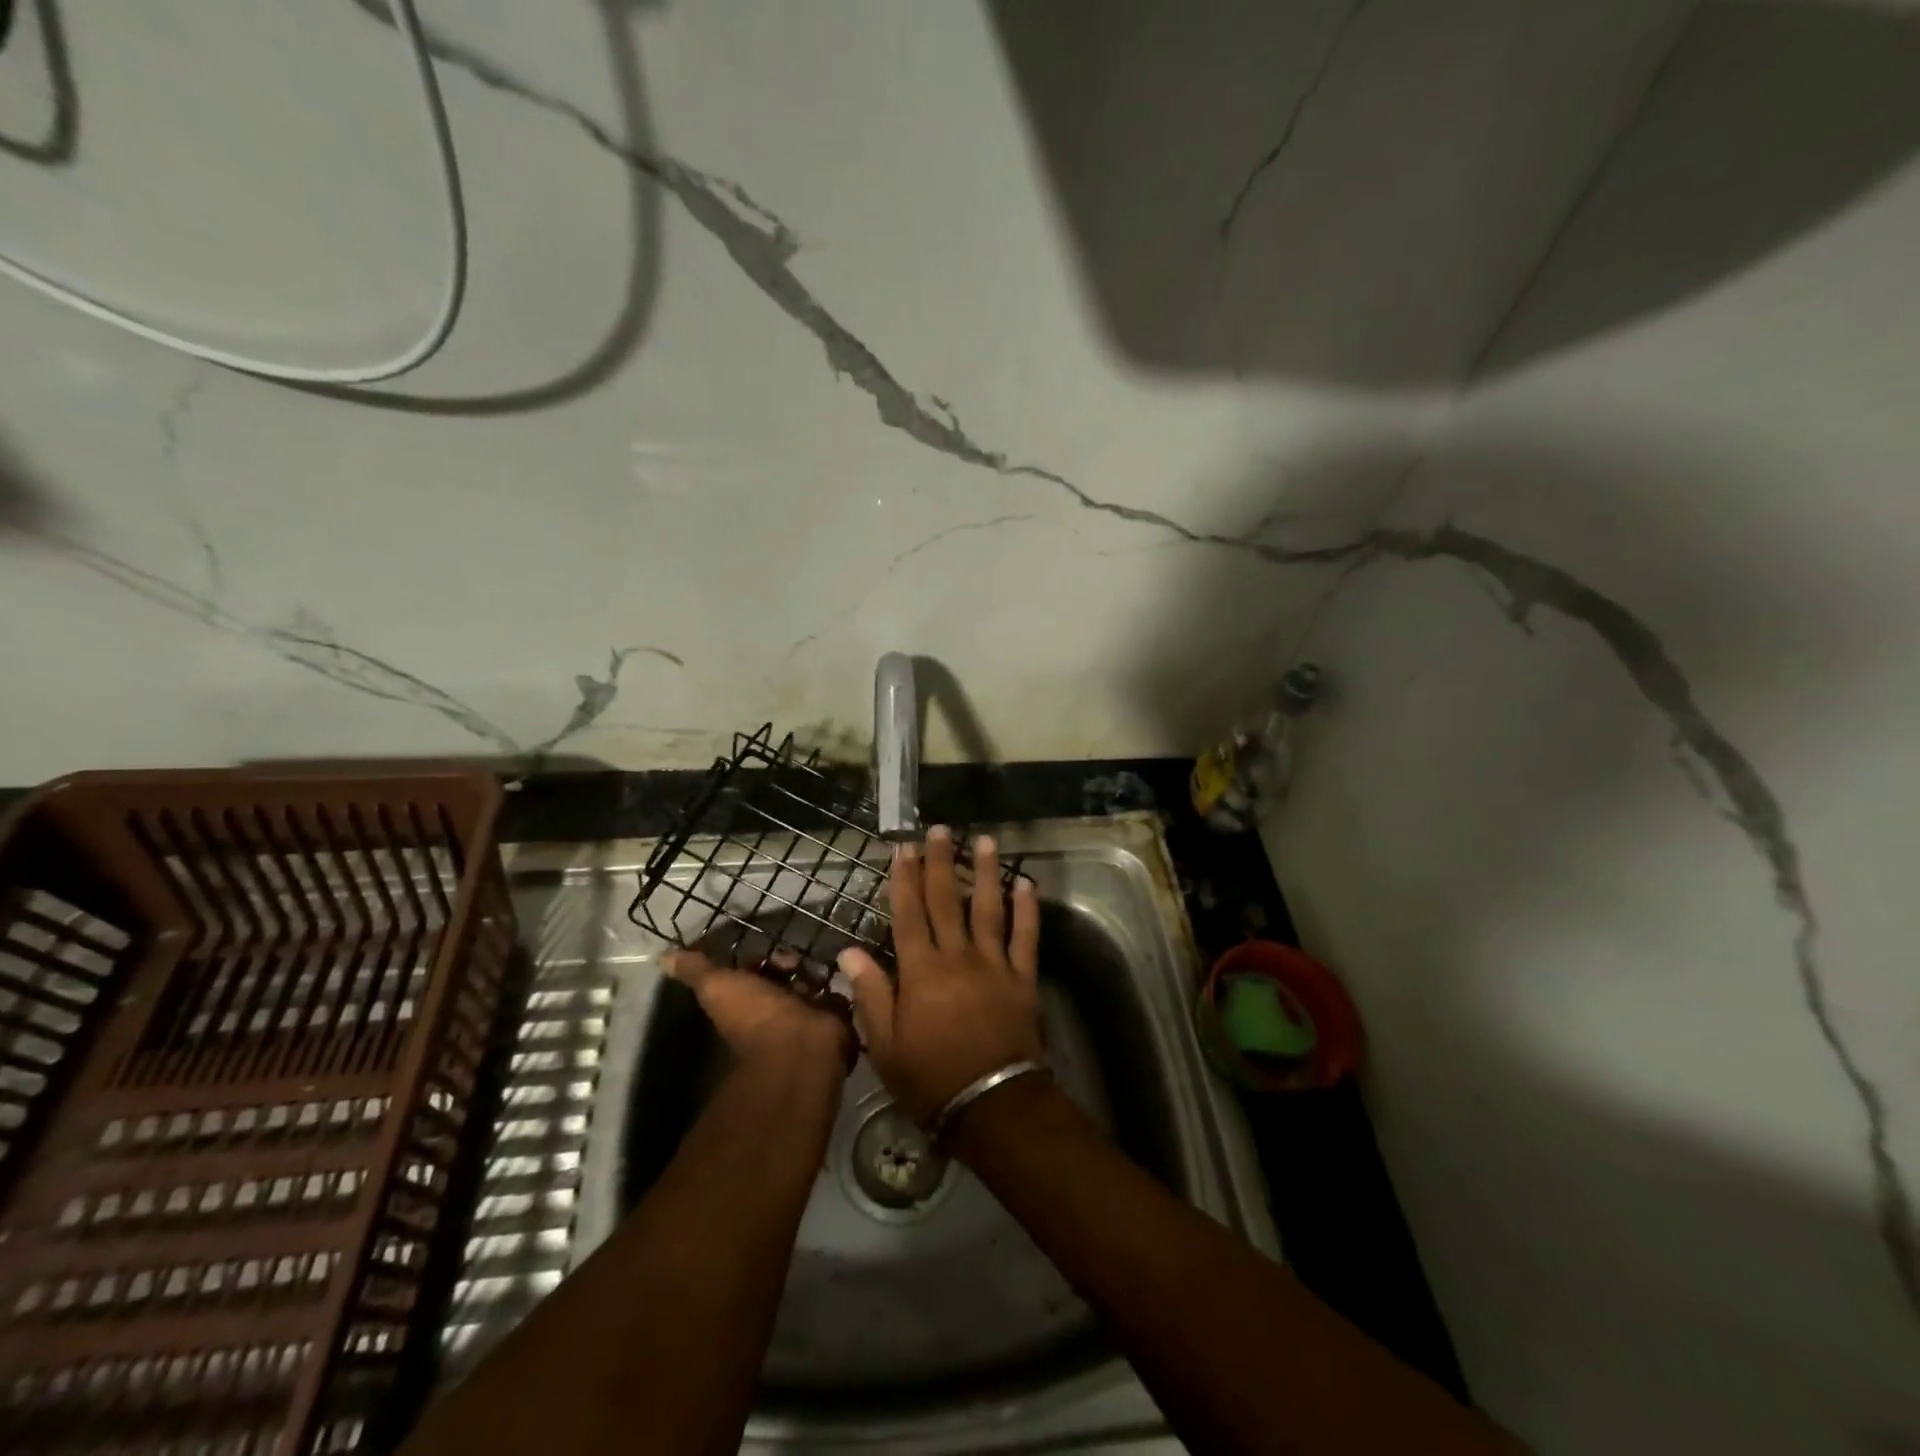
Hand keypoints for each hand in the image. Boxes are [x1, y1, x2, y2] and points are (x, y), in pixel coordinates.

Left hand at [661, 946, 852, 1070]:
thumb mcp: (717, 986)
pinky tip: (846, 970)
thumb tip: (662, 957)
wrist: (798, 1046)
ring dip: (816, 974)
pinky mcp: (834, 1023)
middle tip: (799, 958)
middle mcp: (775, 1013)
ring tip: (825, 962)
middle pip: (783, 980)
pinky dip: (841, 986)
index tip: (771, 953)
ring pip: (812, 987)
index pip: (754, 975)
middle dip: (791, 965)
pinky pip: (838, 999)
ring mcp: (805, 1020)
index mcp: (748, 1004)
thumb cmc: (755, 1016)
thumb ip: (696, 970)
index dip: (761, 961)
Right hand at [839, 825, 1043, 1125]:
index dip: (904, 878)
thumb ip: (870, 994)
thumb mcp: (885, 1044)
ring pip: (988, 909)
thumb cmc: (930, 1079)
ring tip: (985, 841)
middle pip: (947, 900)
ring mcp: (994, 964)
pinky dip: (1027, 910)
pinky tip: (1026, 883)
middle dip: (941, 862)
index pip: (908, 913)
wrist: (992, 1105)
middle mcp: (957, 957)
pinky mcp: (1022, 978)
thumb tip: (849, 951)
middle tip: (942, 829)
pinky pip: (1026, 938)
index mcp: (921, 971)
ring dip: (985, 873)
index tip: (904, 846)